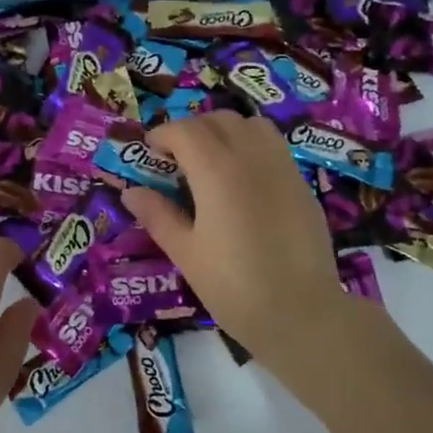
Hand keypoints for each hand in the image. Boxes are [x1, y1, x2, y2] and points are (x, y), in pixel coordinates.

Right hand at [120, 112, 351, 361]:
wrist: (301, 312)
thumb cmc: (234, 286)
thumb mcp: (186, 253)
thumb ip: (158, 215)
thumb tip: (131, 192)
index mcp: (216, 171)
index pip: (185, 130)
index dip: (162, 135)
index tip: (150, 152)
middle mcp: (251, 156)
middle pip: (218, 120)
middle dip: (192, 129)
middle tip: (176, 158)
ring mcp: (282, 166)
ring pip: (251, 125)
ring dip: (225, 131)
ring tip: (212, 160)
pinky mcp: (301, 183)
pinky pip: (273, 146)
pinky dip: (252, 145)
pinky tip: (244, 180)